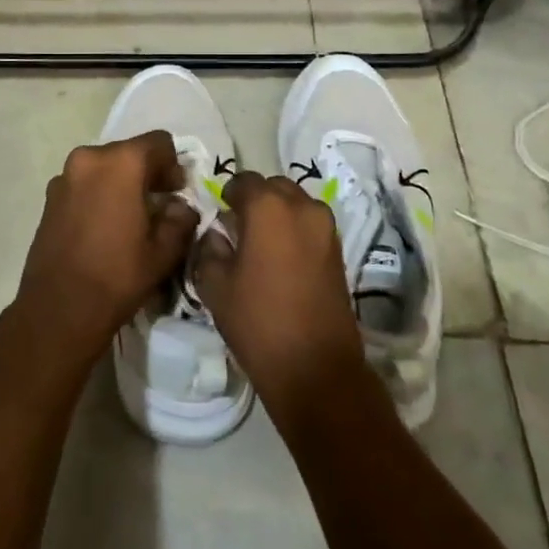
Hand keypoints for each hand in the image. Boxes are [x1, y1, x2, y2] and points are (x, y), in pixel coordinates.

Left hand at [12, 131, 196, 365]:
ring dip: (121, 184)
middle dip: (148, 174)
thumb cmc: (117, 275)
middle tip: (159, 206)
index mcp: (122, 162)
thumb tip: (180, 207)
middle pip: (130, 152)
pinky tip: (104, 228)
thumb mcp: (164, 251)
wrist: (59, 308)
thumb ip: (181, 219)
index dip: (174, 165)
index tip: (177, 193)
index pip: (160, 142)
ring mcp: (64, 176)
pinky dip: (99, 195)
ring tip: (129, 219)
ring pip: (105, 168)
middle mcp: (89, 158)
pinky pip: (84, 184)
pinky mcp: (49, 197)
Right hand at [193, 172, 365, 421]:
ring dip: (278, 212)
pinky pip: (310, 223)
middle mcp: (301, 206)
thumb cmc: (258, 321)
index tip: (219, 212)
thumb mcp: (215, 286)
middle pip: (273, 186)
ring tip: (261, 243)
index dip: (227, 194)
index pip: (243, 181)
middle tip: (238, 226)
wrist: (315, 367)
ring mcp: (325, 227)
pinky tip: (281, 257)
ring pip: (296, 203)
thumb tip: (217, 235)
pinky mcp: (338, 249)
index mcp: (268, 207)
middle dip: (255, 199)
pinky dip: (295, 229)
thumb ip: (209, 249)